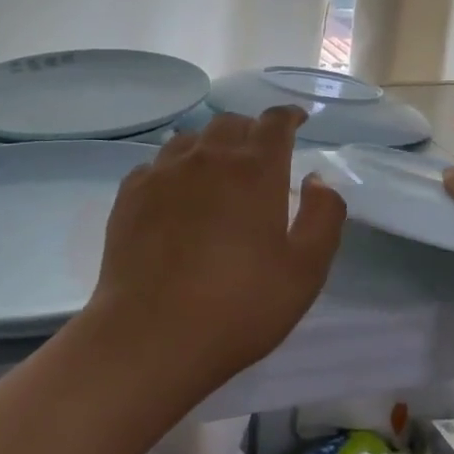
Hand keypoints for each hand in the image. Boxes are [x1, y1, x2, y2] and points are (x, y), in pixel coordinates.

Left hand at [83, 108, 346, 394]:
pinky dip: (175, 170)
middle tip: (259, 158)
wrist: (151, 336)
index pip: (274, 122)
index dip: (289, 117)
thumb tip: (317, 179)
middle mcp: (208, 157)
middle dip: (250, 132)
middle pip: (231, 123)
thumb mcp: (305, 271)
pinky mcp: (131, 193)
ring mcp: (163, 172)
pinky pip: (158, 164)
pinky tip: (176, 198)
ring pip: (191, 139)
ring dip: (211, 147)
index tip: (297, 122)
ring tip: (217, 176)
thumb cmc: (239, 306)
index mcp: (255, 169)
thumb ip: (323, 216)